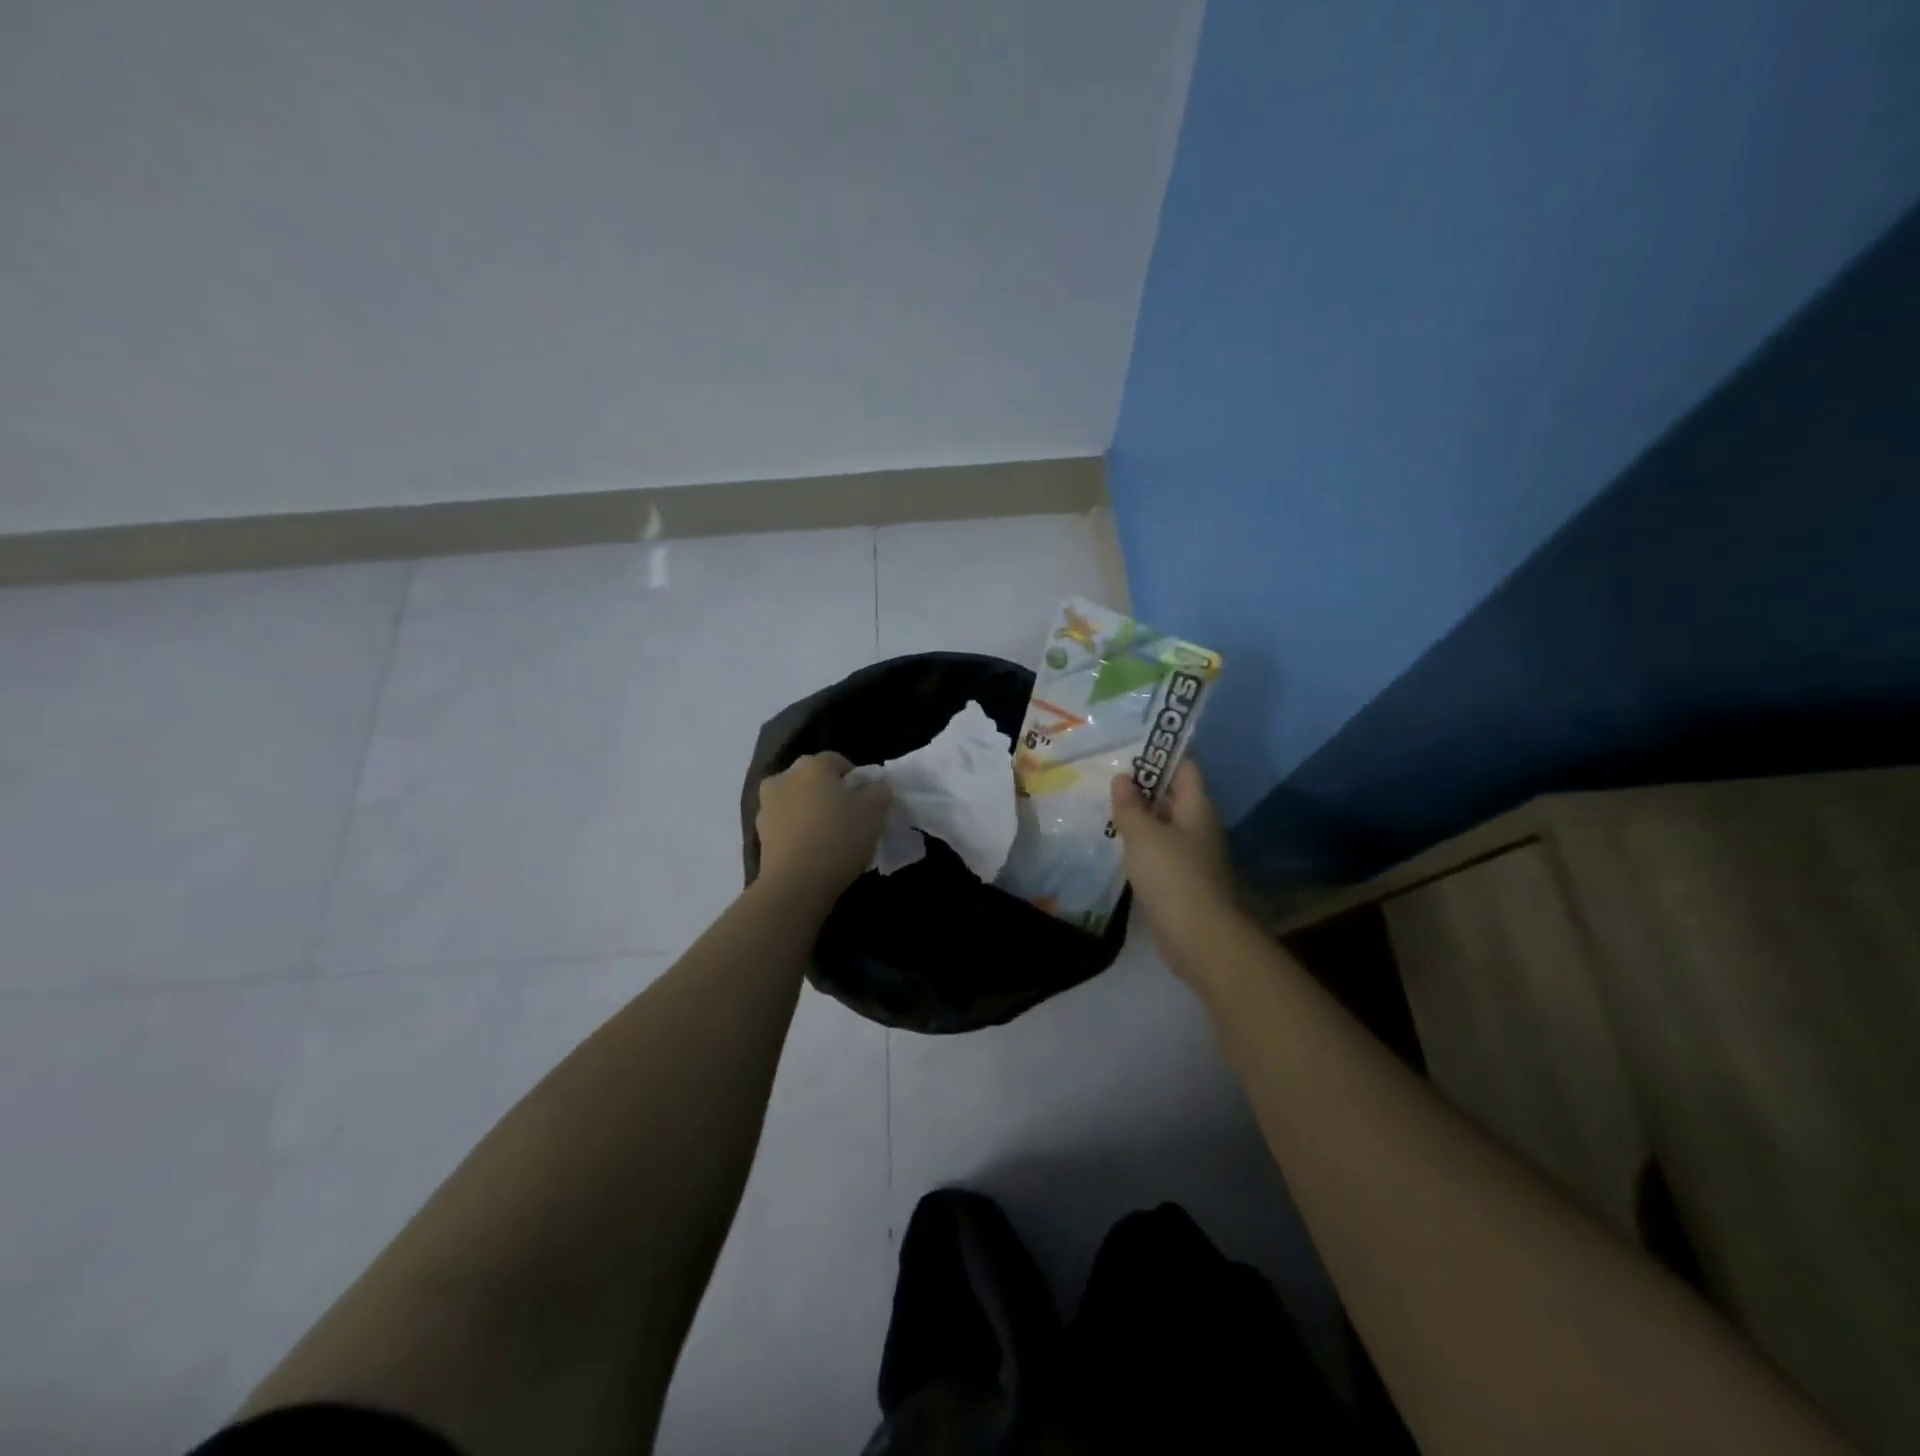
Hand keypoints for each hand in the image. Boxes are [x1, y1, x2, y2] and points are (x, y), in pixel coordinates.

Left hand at [756, 752, 891, 898]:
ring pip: (797, 801)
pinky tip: (812, 851)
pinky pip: (785, 824)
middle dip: (830, 793)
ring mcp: (766, 805)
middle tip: (849, 818)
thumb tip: (874, 786)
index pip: (838, 761)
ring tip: (829, 838)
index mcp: (812, 765)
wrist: (796, 883)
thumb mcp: (874, 812)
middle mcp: (784, 777)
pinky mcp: (758, 833)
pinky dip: (797, 831)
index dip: (855, 779)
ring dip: (811, 812)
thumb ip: (878, 791)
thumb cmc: (839, 838)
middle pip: (813, 780)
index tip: (867, 802)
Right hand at [1110, 761, 1241, 971]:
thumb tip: (1123, 778)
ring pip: (1166, 826)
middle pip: (1175, 796)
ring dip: (1142, 819)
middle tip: (1109, 780)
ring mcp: (1195, 856)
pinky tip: (1120, 847)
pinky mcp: (1184, 882)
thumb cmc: (1173, 875)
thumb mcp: (1144, 835)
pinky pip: (1162, 853)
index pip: (1185, 768)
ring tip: (1108, 810)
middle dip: (1145, 787)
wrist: (1200, 937)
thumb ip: (1130, 806)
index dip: (1161, 756)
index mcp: (1197, 808)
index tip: (1130, 751)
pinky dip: (1143, 847)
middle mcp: (1200, 827)